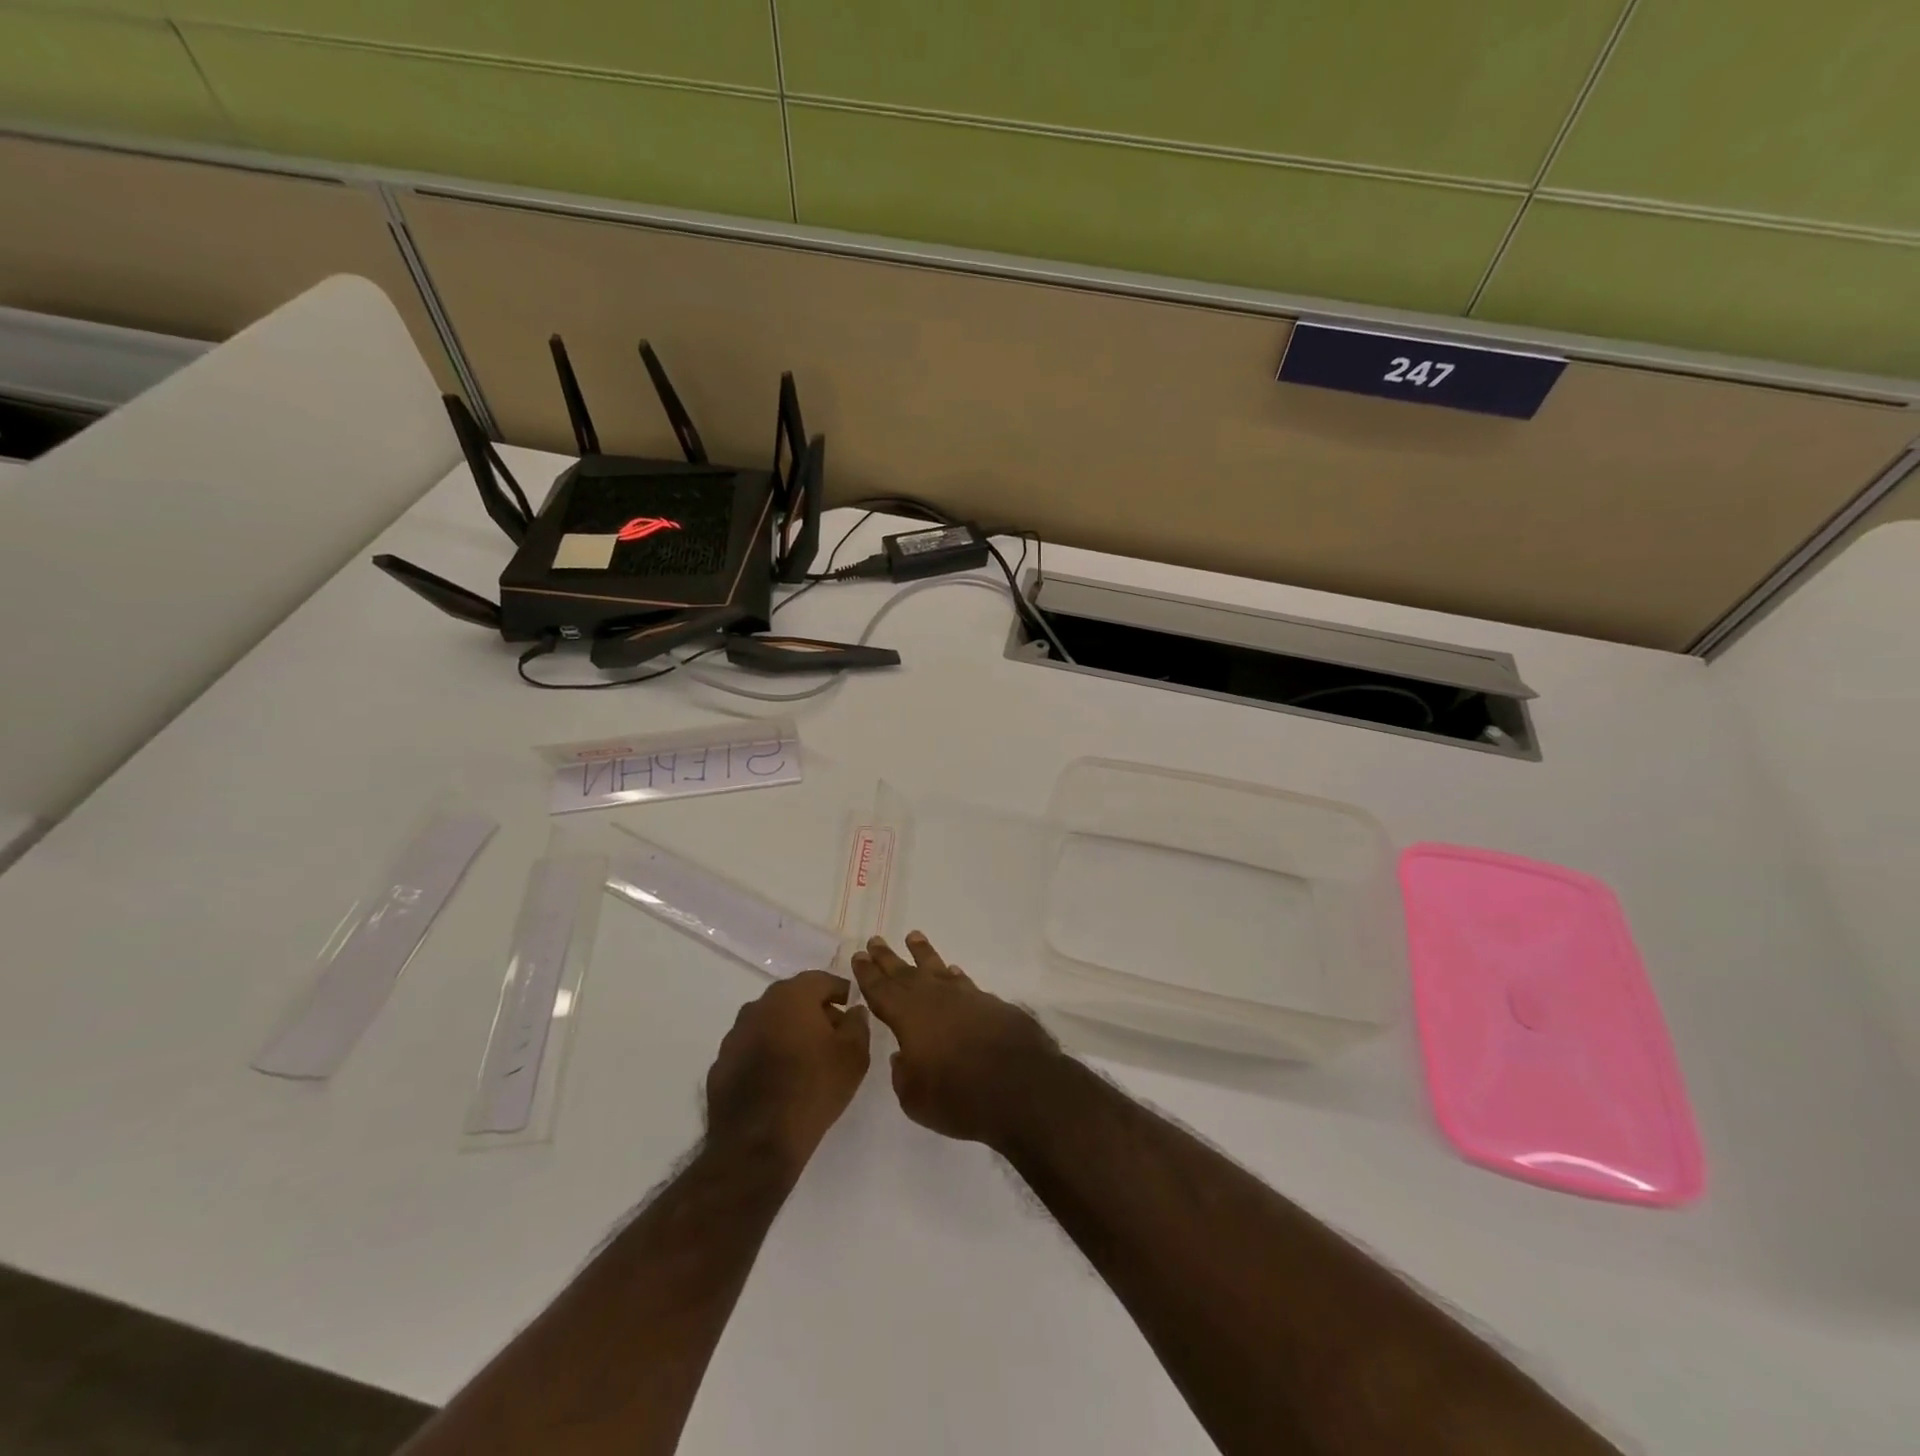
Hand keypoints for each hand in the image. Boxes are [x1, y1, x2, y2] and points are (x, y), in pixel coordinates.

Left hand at [705, 969, 869, 1174]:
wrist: (758, 1142)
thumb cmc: (813, 1088)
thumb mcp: (854, 1056)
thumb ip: (858, 1025)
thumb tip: (854, 1011)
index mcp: (791, 996)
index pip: (821, 979)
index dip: (841, 991)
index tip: (852, 1007)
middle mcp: (758, 1006)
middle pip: (793, 999)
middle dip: (815, 1011)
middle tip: (834, 1035)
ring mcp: (735, 1035)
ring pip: (770, 1023)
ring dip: (788, 1032)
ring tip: (807, 1060)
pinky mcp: (721, 1064)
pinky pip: (752, 1049)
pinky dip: (767, 1055)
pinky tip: (779, 1080)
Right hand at [849, 932, 1059, 1148]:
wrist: (1022, 1086)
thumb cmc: (960, 1097)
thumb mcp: (916, 1099)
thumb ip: (904, 1074)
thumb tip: (904, 1056)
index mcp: (909, 1017)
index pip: (881, 990)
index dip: (868, 974)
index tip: (859, 956)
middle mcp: (934, 998)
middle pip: (905, 973)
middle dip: (888, 958)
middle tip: (875, 940)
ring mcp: (965, 997)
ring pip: (937, 969)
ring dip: (923, 953)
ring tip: (913, 937)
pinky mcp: (990, 1004)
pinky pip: (964, 982)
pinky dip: (954, 975)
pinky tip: (952, 971)